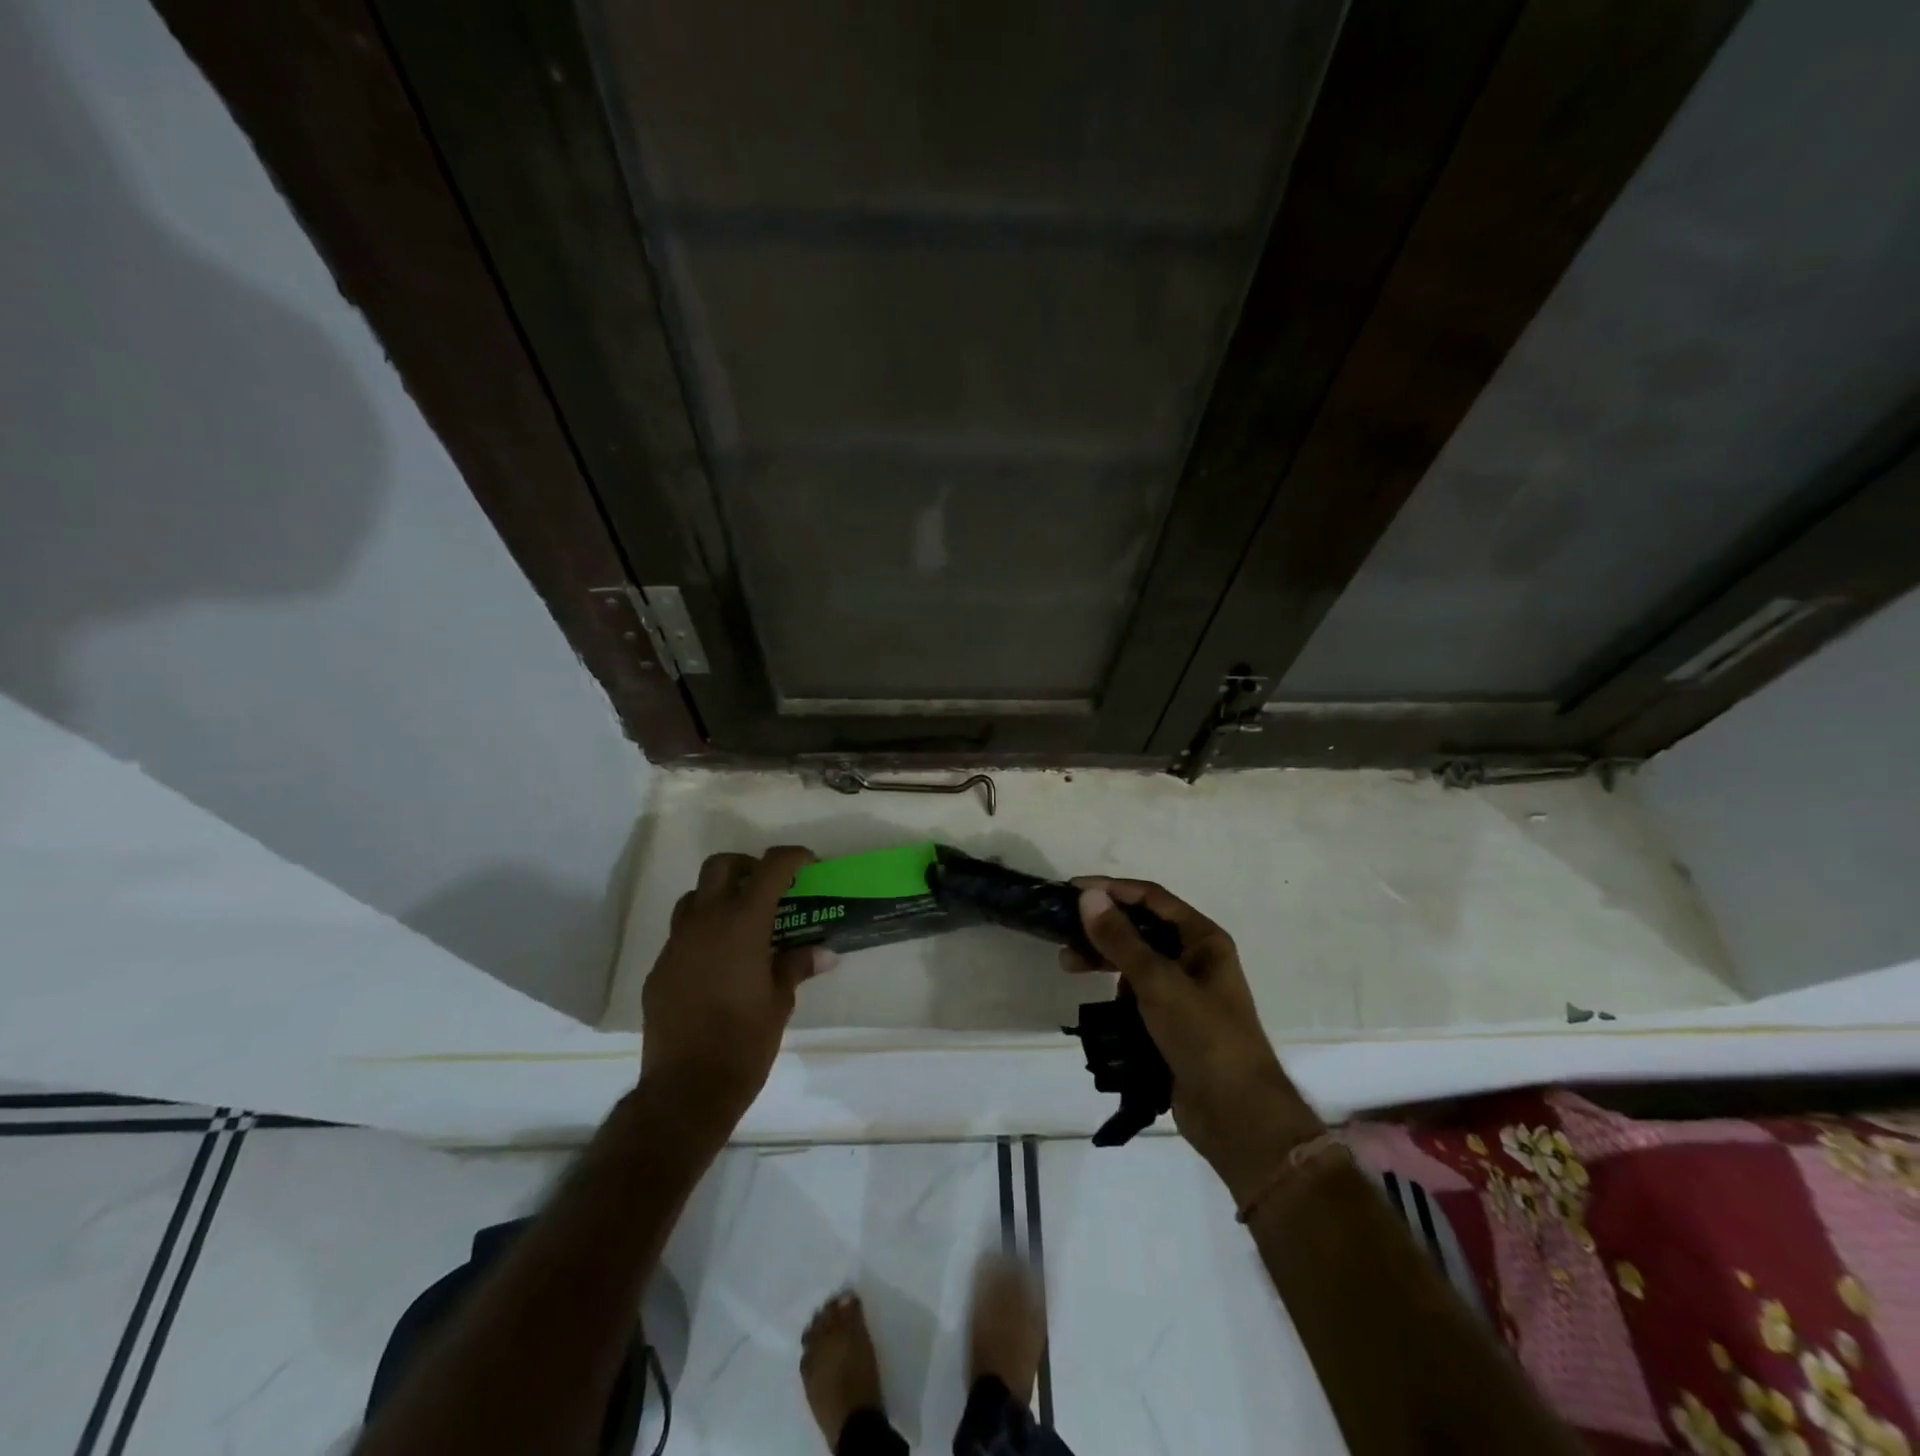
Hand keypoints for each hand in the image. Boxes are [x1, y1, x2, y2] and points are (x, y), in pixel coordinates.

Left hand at [640, 846, 829, 1133]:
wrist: (686, 1089)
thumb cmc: (745, 1042)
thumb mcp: (780, 1002)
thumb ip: (796, 966)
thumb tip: (823, 953)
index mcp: (742, 925)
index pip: (769, 868)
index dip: (792, 857)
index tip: (807, 864)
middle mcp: (705, 923)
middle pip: (720, 866)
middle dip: (747, 866)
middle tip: (768, 887)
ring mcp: (676, 945)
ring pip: (694, 897)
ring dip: (719, 897)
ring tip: (741, 923)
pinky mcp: (659, 969)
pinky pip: (681, 935)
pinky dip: (702, 933)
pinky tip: (718, 964)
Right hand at [1063, 878, 1323, 1204]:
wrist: (1236, 1115)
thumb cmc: (1204, 1036)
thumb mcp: (1158, 982)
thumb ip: (1120, 939)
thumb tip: (1089, 896)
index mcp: (1203, 939)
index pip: (1152, 898)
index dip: (1112, 889)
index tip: (1072, 889)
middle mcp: (1195, 959)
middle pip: (1141, 929)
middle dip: (1103, 928)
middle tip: (1063, 934)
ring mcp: (1183, 993)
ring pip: (1135, 961)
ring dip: (1104, 958)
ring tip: (1068, 965)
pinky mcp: (1171, 1023)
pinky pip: (1136, 993)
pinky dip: (1114, 989)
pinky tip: (1094, 997)